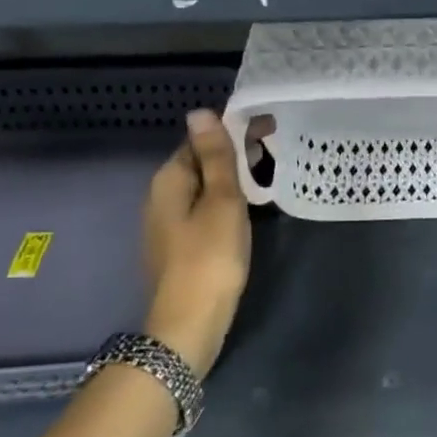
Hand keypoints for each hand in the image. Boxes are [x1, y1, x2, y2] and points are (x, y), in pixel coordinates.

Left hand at [142, 110, 266, 377]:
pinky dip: (226, 205)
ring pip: (204, 189)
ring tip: (267, 180)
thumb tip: (200, 112)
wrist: (189, 325)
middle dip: (235, 156)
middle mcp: (162, 196)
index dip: (234, 132)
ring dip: (233, 181)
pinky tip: (247, 213)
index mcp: (170, 179)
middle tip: (275, 155)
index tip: (269, 131)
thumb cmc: (210, 257)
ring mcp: (168, 224)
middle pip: (201, 163)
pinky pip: (204, 211)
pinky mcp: (179, 246)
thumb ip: (216, 157)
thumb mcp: (222, 201)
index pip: (200, 139)